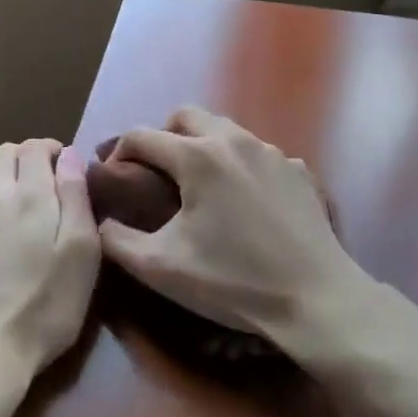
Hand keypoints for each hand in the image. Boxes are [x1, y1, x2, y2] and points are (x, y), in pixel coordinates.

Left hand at [0, 139, 99, 393]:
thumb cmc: (43, 305)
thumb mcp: (81, 252)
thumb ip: (76, 196)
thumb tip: (69, 155)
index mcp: (28, 193)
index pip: (34, 146)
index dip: (54, 150)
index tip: (71, 170)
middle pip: (5, 153)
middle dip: (30, 158)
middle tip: (53, 186)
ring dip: (9, 180)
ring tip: (29, 211)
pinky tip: (4, 239)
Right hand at [97, 108, 365, 351]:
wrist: (317, 301)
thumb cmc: (233, 282)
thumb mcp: (160, 267)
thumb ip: (116, 240)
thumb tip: (100, 221)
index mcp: (197, 157)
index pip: (142, 135)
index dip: (119, 152)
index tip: (114, 178)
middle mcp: (233, 140)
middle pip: (185, 116)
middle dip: (163, 136)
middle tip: (156, 174)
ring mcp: (272, 152)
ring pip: (225, 130)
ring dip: (202, 146)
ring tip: (199, 186)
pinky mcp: (299, 170)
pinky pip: (258, 153)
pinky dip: (240, 165)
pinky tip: (244, 201)